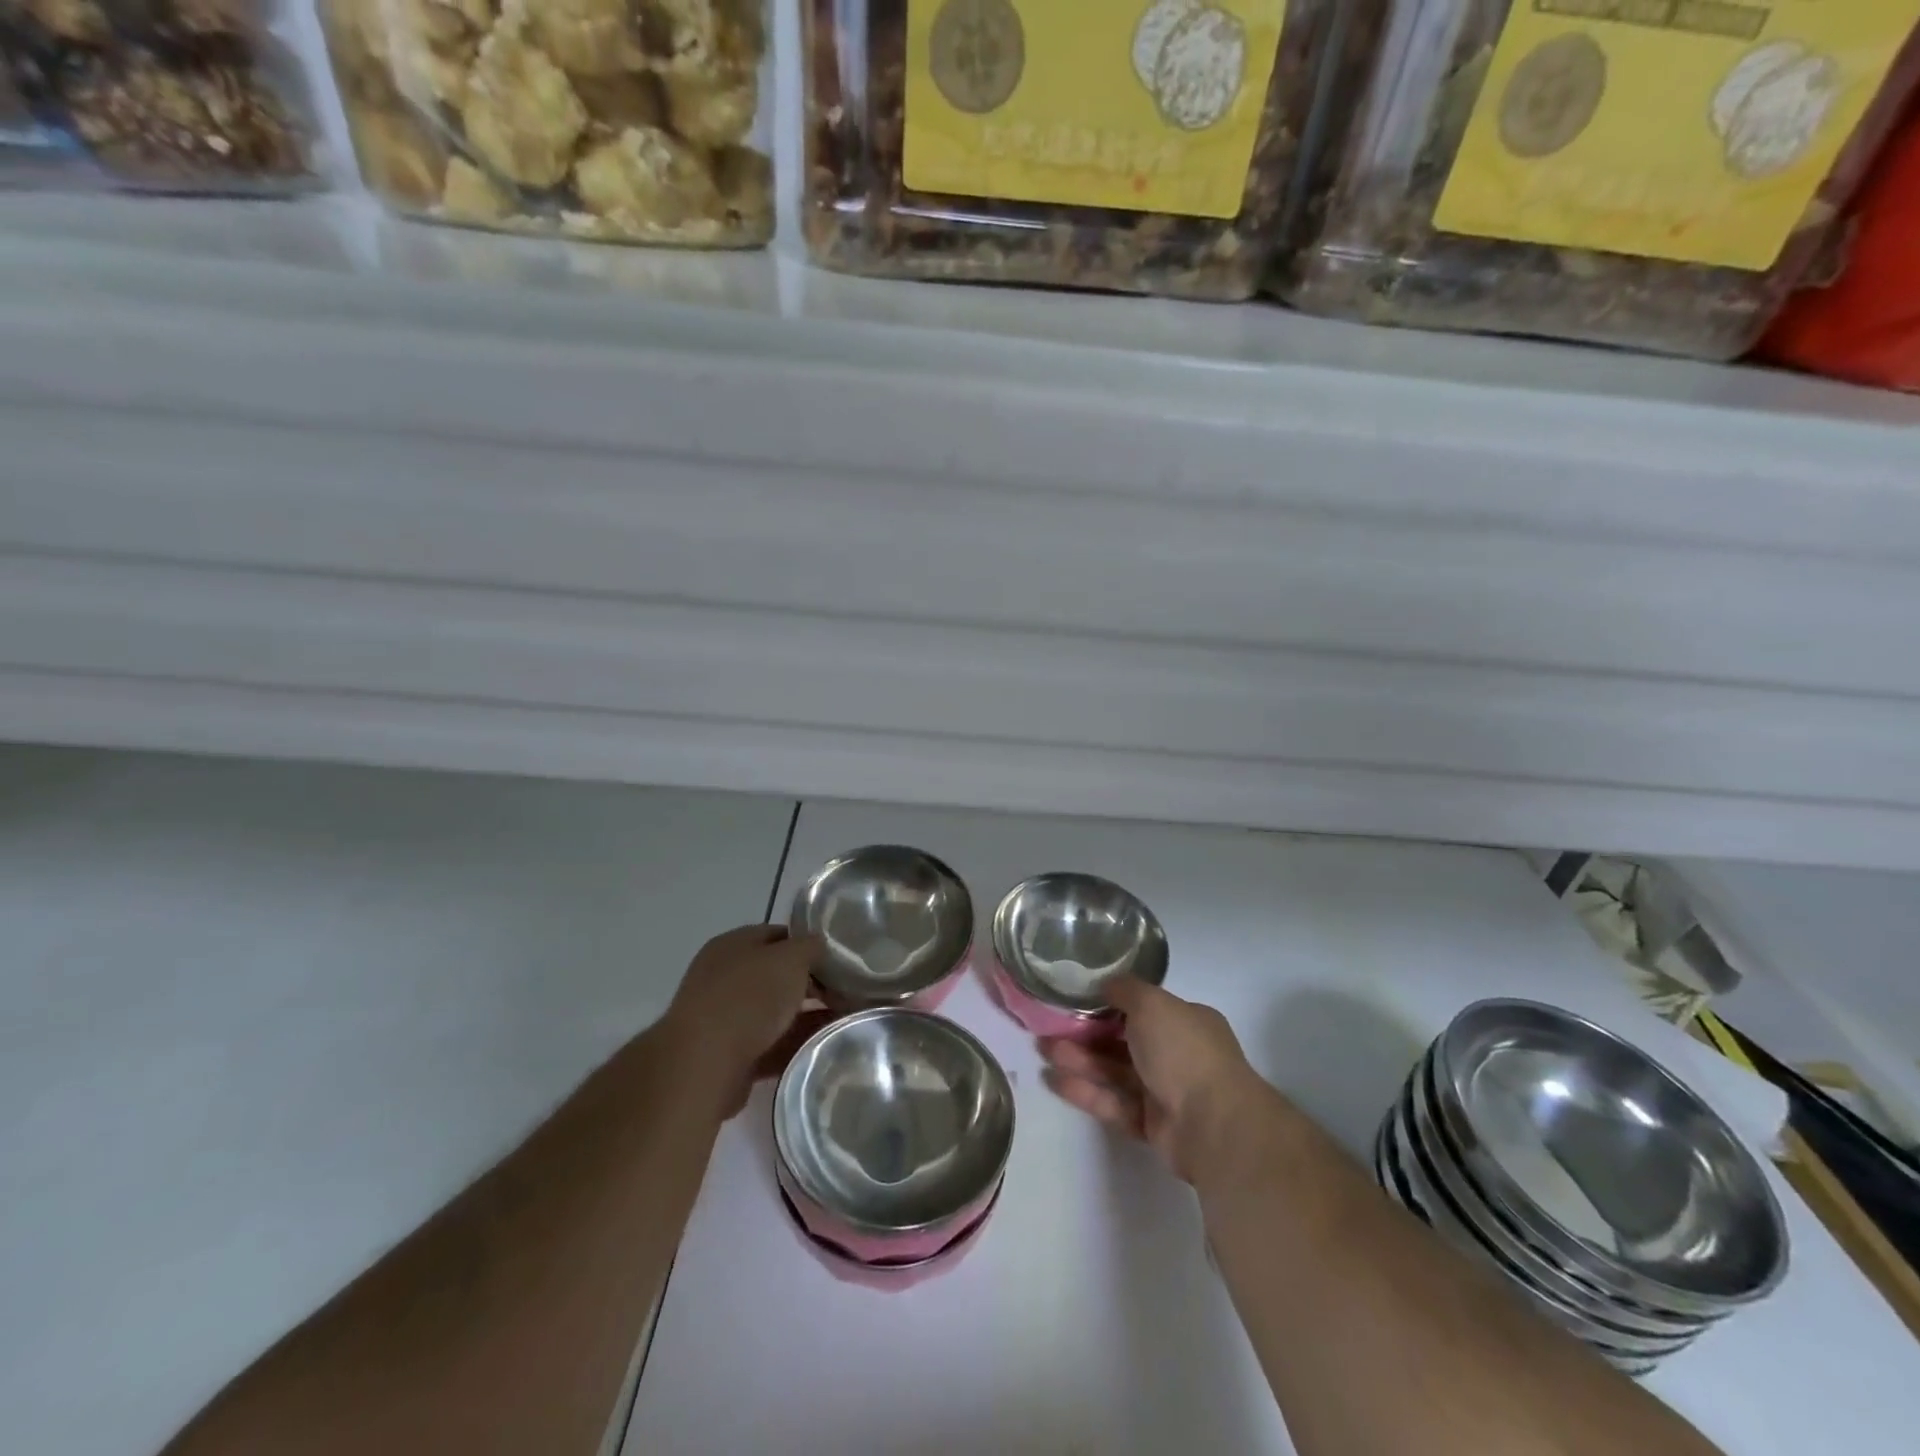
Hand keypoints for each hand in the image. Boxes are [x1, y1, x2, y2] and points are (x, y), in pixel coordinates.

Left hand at [659, 924, 826, 1119]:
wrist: (704, 1065)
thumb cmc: (748, 997)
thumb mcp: (790, 958)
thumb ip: (810, 947)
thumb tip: (819, 945)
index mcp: (733, 945)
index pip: (778, 935)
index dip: (809, 945)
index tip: (840, 960)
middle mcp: (725, 977)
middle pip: (778, 976)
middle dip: (812, 985)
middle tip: (846, 993)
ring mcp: (725, 1019)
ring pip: (776, 1013)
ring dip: (807, 1018)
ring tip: (845, 1023)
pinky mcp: (730, 1057)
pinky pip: (771, 1047)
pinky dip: (794, 1047)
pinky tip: (822, 1049)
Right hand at [1040, 977, 1264, 1185]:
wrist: (1213, 1125)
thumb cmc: (1184, 1051)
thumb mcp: (1153, 1004)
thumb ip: (1126, 990)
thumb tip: (1107, 983)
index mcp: (1185, 1022)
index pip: (1143, 1008)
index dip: (1109, 1004)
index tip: (1076, 1000)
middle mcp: (1177, 1054)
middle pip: (1123, 1041)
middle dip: (1086, 1034)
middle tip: (1049, 1028)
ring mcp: (1165, 1091)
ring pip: (1115, 1072)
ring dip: (1080, 1060)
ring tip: (1043, 1051)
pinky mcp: (1152, 1125)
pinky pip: (1114, 1103)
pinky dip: (1087, 1092)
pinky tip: (1055, 1081)